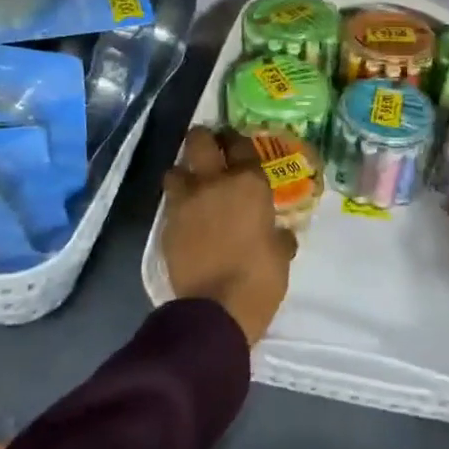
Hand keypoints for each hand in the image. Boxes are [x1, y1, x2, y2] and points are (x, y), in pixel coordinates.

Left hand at [161, 127, 296, 346]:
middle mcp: (214, 182)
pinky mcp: (167, 223)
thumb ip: (278, 234)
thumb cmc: (260, 278)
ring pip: (175, 168)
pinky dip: (177, 204)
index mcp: (248, 183)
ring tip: (193, 186)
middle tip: (211, 150)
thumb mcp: (281, 253)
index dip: (238, 141)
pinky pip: (170, 202)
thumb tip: (278, 232)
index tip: (237, 145)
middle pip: (199, 140)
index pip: (241, 143)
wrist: (217, 309)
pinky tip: (187, 217)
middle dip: (204, 140)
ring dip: (184, 173)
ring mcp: (186, 201)